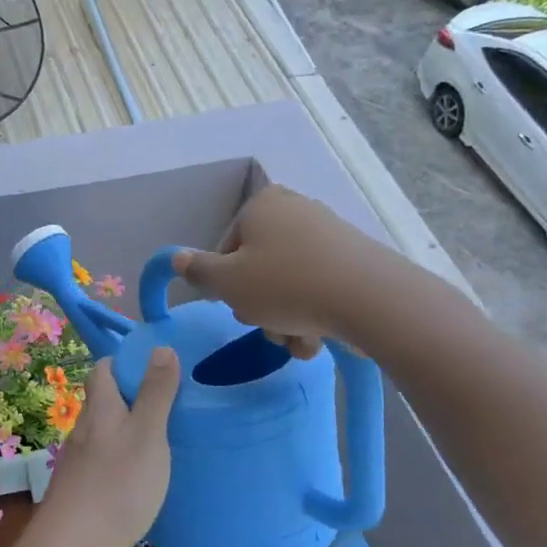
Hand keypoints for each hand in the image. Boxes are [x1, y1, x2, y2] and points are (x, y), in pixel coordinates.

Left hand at [31, 350, 180, 546]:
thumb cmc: (116, 486)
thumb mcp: (147, 435)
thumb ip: (155, 393)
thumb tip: (160, 347)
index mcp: (99, 409)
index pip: (102, 369)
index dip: (125, 362)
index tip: (157, 370)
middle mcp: (82, 429)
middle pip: (102, 400)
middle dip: (129, 397)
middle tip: (167, 407)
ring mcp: (76, 461)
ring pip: (101, 432)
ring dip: (125, 429)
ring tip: (158, 441)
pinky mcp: (77, 488)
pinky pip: (100, 460)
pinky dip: (119, 458)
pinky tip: (137, 477)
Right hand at [171, 184, 377, 354]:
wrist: (370, 299)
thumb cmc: (285, 286)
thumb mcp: (228, 283)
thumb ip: (198, 271)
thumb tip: (176, 258)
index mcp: (262, 205)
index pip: (226, 249)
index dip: (225, 285)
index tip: (236, 306)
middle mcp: (295, 210)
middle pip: (259, 268)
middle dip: (260, 307)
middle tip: (268, 326)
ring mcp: (328, 233)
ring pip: (289, 285)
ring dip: (285, 320)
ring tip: (297, 341)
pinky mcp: (354, 258)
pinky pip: (319, 287)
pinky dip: (313, 314)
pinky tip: (318, 339)